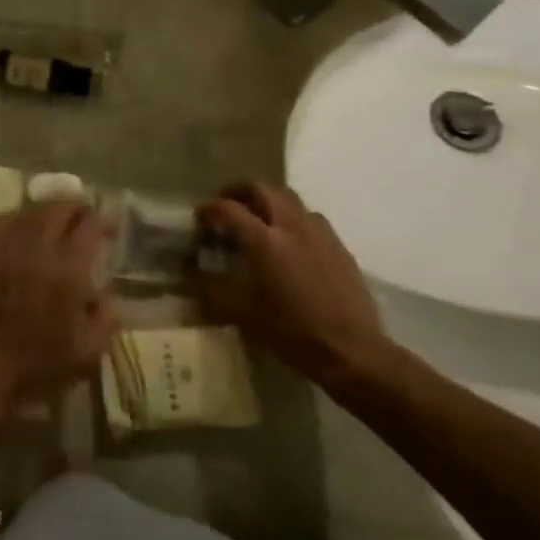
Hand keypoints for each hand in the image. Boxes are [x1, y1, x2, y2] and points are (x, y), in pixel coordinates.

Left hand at [0, 202, 117, 414]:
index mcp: (66, 269)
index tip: (111, 229)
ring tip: (59, 220)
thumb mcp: (88, 352)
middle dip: (77, 208)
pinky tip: (26, 229)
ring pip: (31, 210)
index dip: (104, 221)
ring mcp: (6, 247)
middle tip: (86, 218)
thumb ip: (106, 319)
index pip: (89, 226)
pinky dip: (21, 218)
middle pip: (59, 207)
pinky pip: (4, 221)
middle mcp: (36, 248)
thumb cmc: (38, 366)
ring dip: (50, 210)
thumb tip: (108, 298)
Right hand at [194, 181, 391, 386]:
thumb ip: (210, 289)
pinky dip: (293, 218)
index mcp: (264, 240)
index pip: (229, 208)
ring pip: (290, 198)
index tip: (200, 216)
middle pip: (262, 188)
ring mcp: (319, 233)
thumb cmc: (292, 331)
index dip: (209, 208)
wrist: (352, 351)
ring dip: (269, 201)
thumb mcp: (242, 313)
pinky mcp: (338, 246)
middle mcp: (291, 226)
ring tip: (259, 219)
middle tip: (228, 205)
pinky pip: (311, 218)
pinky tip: (291, 241)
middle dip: (239, 191)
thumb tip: (187, 274)